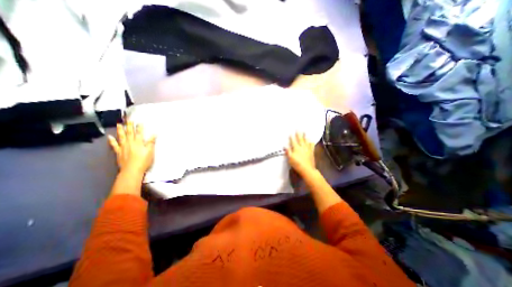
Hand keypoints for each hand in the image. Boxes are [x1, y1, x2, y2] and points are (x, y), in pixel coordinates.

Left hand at [107, 122, 155, 174]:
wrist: (132, 170)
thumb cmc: (143, 160)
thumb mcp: (150, 151)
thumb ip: (151, 142)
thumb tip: (154, 134)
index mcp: (138, 142)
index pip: (139, 133)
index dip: (139, 127)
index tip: (139, 122)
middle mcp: (130, 143)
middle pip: (130, 133)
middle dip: (129, 126)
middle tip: (128, 119)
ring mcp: (123, 147)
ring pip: (121, 137)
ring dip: (120, 130)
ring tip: (119, 124)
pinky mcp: (118, 152)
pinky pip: (114, 145)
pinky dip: (112, 140)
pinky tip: (110, 136)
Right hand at [284, 132, 316, 176]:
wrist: (307, 169)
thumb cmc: (297, 164)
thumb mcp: (290, 158)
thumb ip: (288, 151)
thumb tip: (285, 145)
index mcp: (296, 148)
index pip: (293, 141)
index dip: (291, 137)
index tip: (290, 133)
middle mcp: (302, 147)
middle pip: (300, 139)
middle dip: (298, 134)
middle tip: (298, 129)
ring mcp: (307, 149)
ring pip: (306, 141)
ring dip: (305, 136)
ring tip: (305, 132)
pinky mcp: (311, 152)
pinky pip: (311, 146)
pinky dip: (311, 143)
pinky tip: (311, 141)